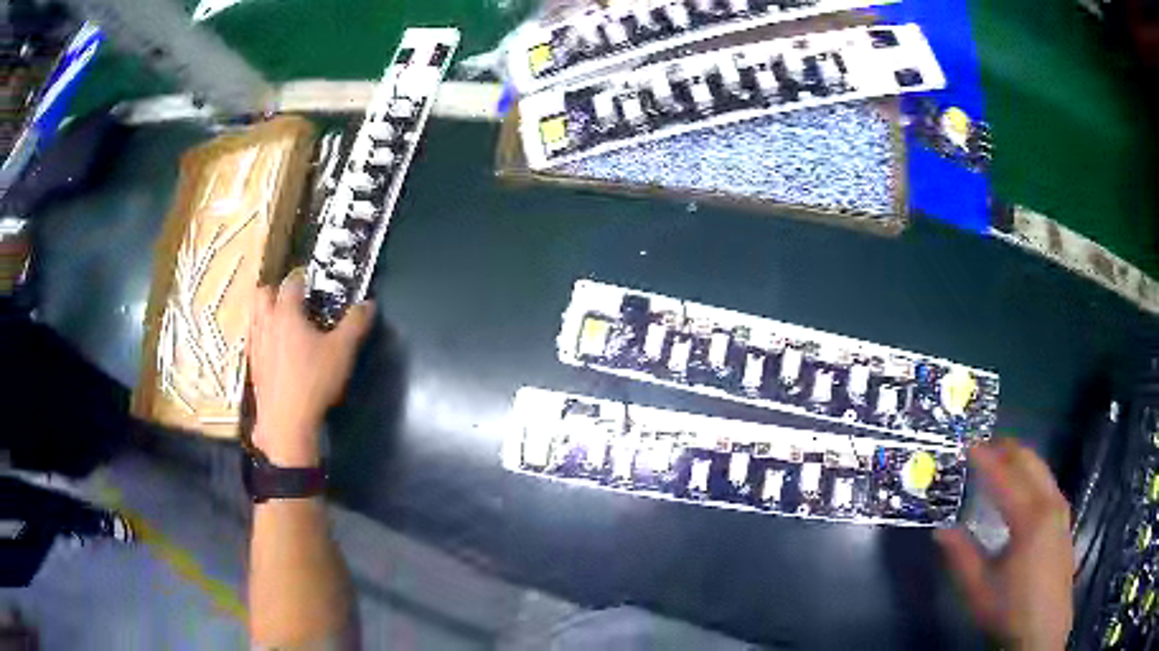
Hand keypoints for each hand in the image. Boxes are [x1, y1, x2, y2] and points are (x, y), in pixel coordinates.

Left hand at [247, 268, 373, 465]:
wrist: (286, 423)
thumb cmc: (314, 381)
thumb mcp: (342, 351)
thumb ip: (355, 324)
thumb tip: (368, 303)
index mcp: (286, 313)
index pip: (291, 283)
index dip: (302, 278)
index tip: (313, 282)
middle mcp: (266, 323)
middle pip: (263, 294)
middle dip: (276, 291)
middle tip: (294, 301)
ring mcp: (256, 346)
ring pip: (254, 316)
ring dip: (265, 312)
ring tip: (282, 323)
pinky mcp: (253, 367)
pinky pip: (253, 340)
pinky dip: (262, 336)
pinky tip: (274, 350)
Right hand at [936, 439, 1072, 650]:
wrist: (1044, 628)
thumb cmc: (1011, 609)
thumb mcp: (979, 589)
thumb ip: (960, 556)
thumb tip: (940, 530)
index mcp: (1030, 517)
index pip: (1005, 477)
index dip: (985, 459)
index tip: (967, 446)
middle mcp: (1050, 503)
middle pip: (1029, 460)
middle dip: (1006, 448)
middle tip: (983, 446)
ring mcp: (1061, 509)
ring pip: (1041, 468)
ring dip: (1020, 459)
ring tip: (1000, 461)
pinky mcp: (1065, 519)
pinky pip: (1047, 482)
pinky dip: (1031, 473)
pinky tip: (1022, 488)